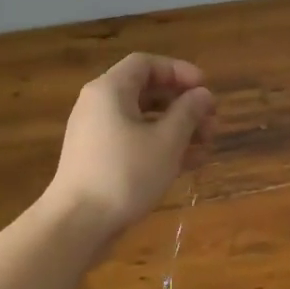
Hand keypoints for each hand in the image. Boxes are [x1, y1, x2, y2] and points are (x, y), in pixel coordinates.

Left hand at [44, 53, 214, 234]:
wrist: (77, 224)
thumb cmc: (125, 174)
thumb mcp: (166, 141)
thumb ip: (188, 112)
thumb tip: (203, 94)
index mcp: (110, 90)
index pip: (146, 64)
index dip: (179, 71)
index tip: (205, 88)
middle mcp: (99, 105)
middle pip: (146, 92)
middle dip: (183, 105)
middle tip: (212, 122)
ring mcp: (97, 134)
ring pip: (143, 120)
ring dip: (177, 128)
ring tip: (207, 146)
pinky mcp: (99, 160)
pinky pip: (134, 141)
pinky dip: (160, 146)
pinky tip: (189, 164)